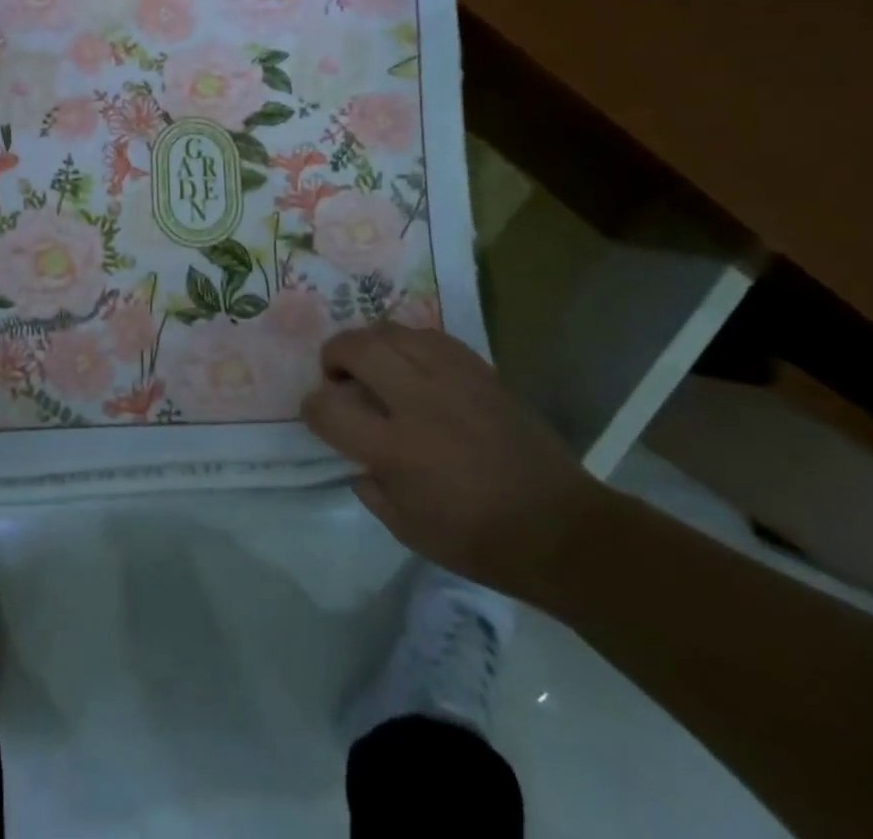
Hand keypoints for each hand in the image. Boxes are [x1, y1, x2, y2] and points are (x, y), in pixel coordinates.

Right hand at [301, 324, 606, 602]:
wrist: (561, 529)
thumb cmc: (480, 540)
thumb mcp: (409, 530)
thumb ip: (370, 487)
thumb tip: (357, 458)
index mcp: (395, 449)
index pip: (327, 408)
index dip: (311, 407)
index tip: (318, 414)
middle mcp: (417, 402)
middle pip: (356, 348)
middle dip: (334, 356)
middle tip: (339, 376)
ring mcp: (452, 379)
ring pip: (391, 331)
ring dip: (370, 344)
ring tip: (375, 364)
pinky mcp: (480, 371)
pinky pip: (430, 336)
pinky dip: (409, 344)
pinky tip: (414, 364)